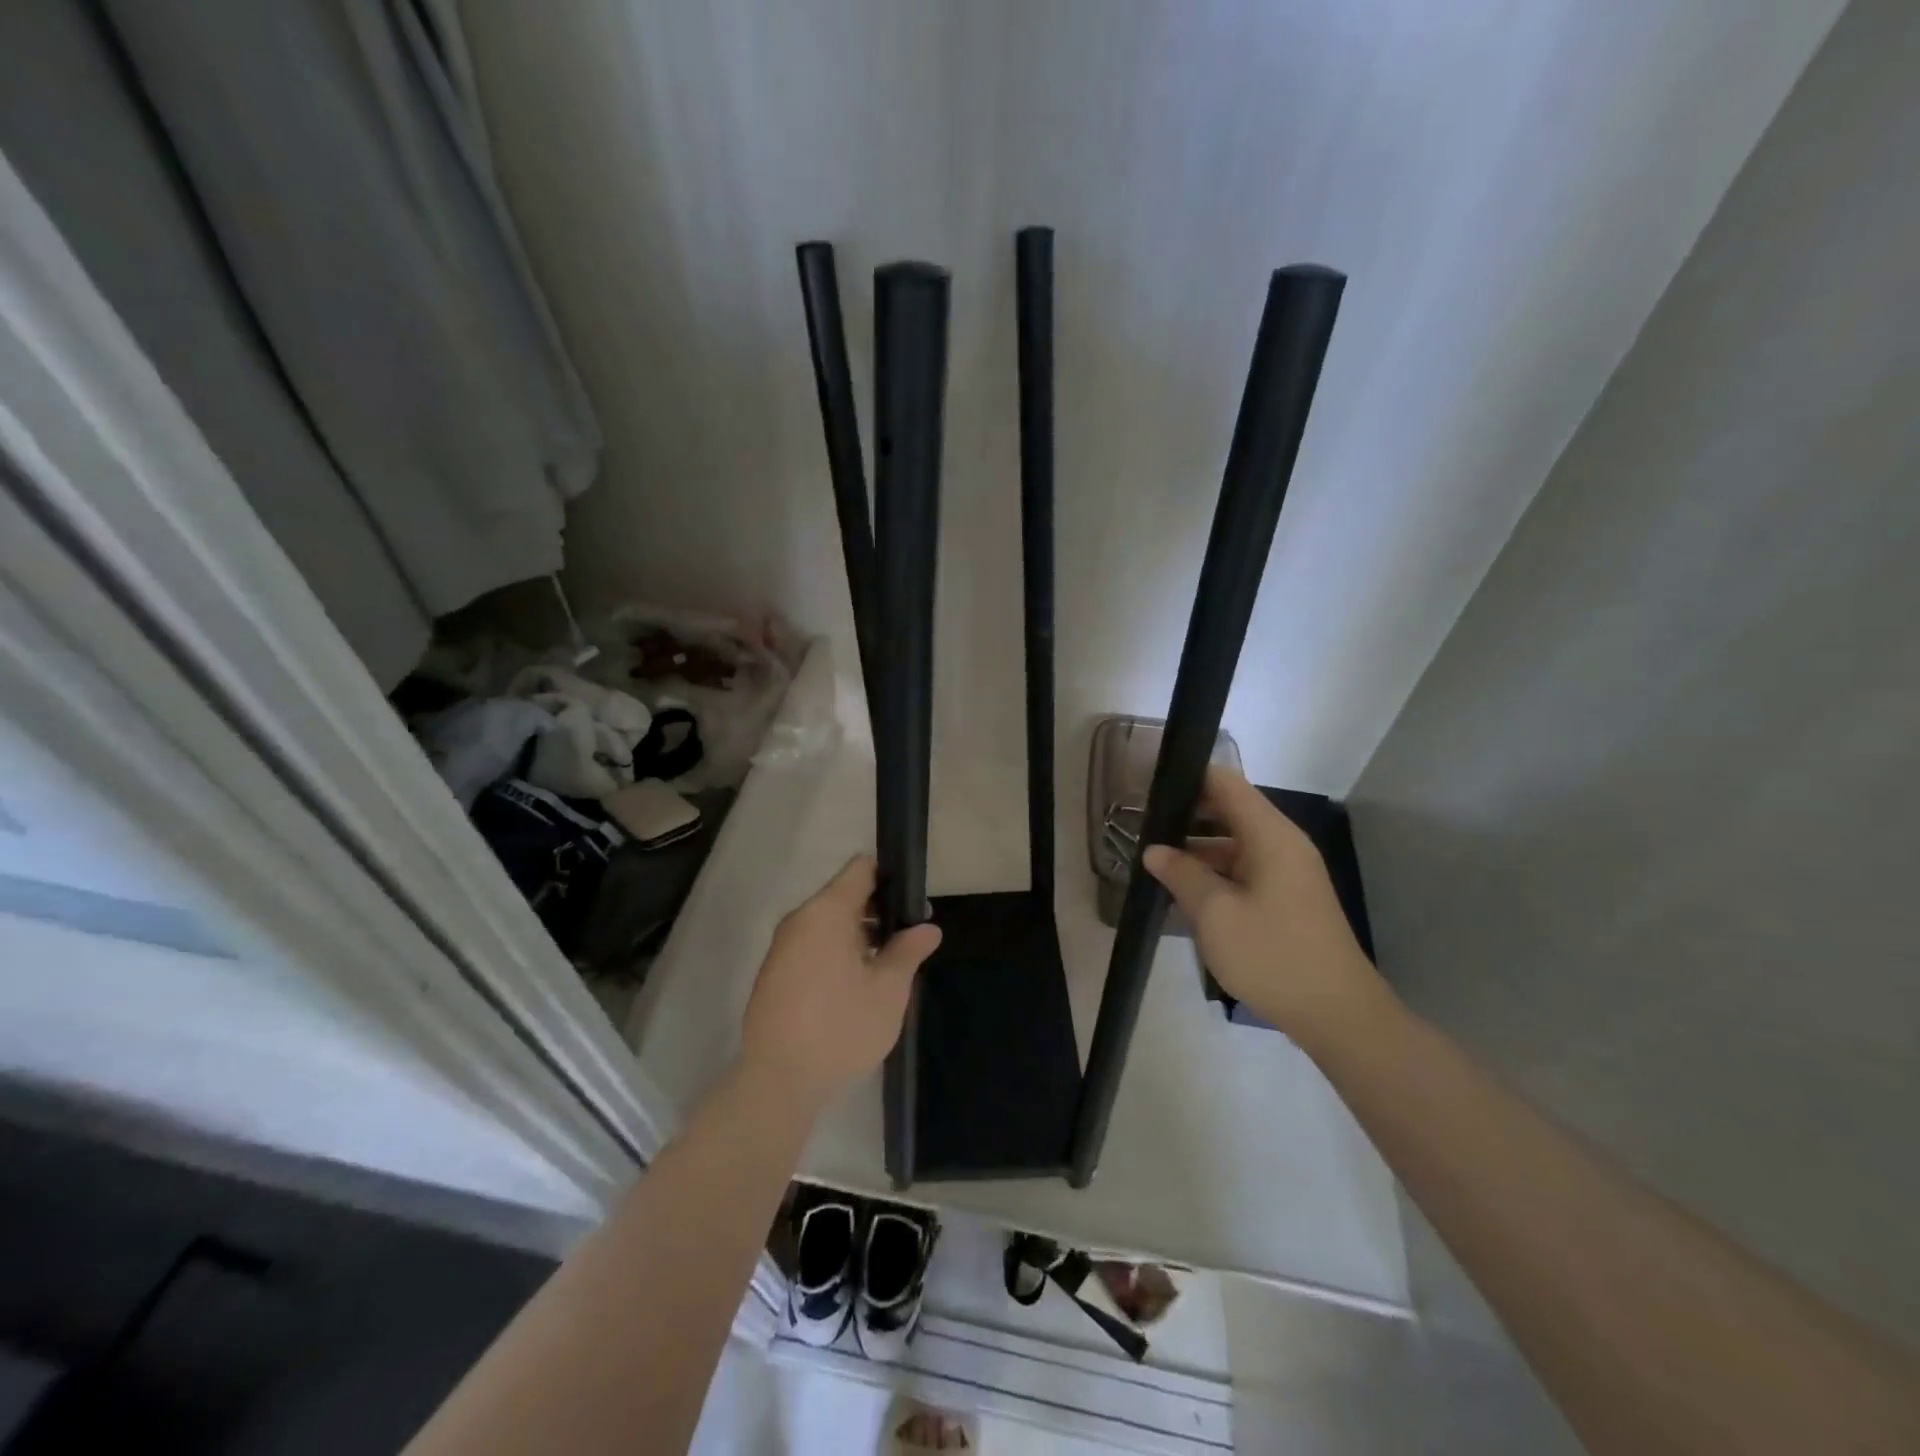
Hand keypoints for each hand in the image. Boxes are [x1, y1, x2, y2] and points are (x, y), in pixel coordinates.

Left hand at [738, 856, 941, 1107]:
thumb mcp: (888, 991)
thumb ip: (908, 951)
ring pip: (828, 923)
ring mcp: (782, 947)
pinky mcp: (774, 974)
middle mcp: (799, 920)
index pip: (861, 869)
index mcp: (826, 912)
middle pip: (844, 895)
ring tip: (888, 965)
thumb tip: (928, 927)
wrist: (778, 1083)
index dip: (891, 877)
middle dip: (879, 911)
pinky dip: (837, 953)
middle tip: (911, 938)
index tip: (913, 902)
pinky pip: (812, 946)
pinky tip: (857, 985)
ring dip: (859, 935)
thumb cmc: (840, 1028)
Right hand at [1143, 766, 1386, 1049]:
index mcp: (1270, 835)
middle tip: (1140, 826)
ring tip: (1152, 859)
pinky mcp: (1287, 898)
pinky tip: (1183, 890)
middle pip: (1229, 809)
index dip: (1186, 777)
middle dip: (1185, 814)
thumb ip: (1181, 874)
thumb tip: (1154, 850)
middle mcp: (1282, 844)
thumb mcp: (1215, 914)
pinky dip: (1214, 871)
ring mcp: (1287, 872)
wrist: (1338, 1015)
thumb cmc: (1272, 956)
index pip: (1224, 782)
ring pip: (1234, 842)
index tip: (1146, 787)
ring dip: (1196, 848)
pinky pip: (1244, 869)